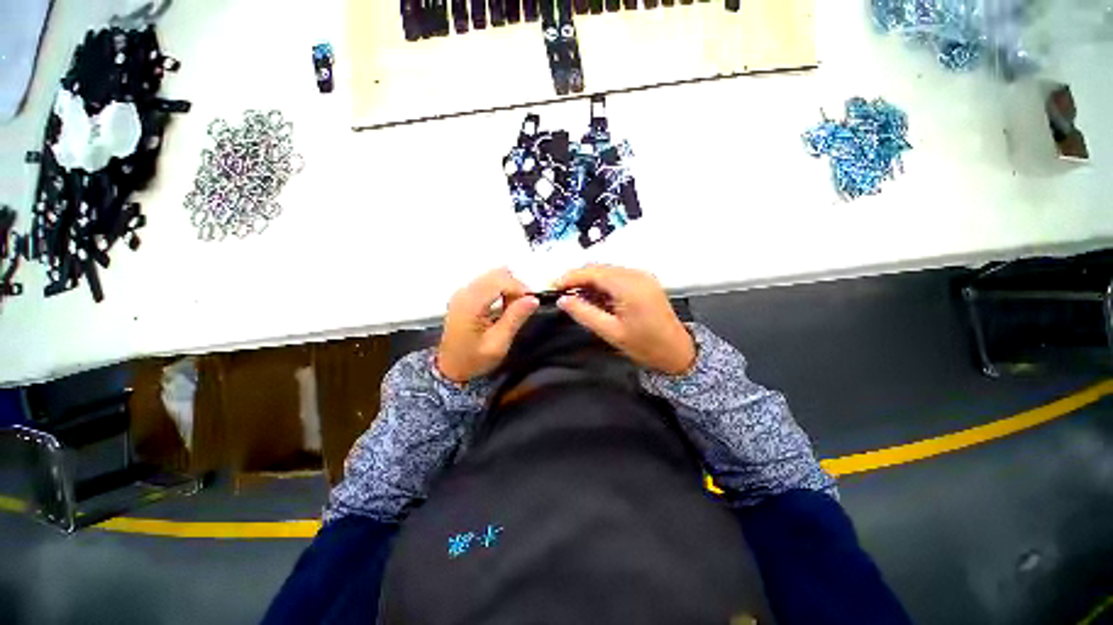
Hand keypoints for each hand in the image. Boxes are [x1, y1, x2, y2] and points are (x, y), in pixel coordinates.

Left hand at [436, 268, 539, 383]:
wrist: (450, 368)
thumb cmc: (474, 359)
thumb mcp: (498, 344)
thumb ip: (515, 319)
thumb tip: (533, 299)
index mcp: (470, 304)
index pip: (499, 281)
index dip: (519, 288)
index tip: (532, 302)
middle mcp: (464, 292)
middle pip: (496, 274)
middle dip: (515, 286)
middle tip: (523, 306)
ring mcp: (462, 291)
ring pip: (493, 276)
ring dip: (508, 287)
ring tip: (513, 307)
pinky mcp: (464, 294)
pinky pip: (487, 282)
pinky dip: (500, 289)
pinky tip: (503, 305)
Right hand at [555, 265, 695, 374]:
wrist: (677, 351)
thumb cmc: (644, 345)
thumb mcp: (611, 332)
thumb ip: (584, 313)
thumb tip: (562, 300)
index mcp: (628, 286)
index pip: (593, 272)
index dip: (571, 277)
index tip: (554, 286)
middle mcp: (636, 274)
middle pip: (599, 268)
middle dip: (579, 278)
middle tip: (562, 293)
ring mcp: (642, 276)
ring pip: (607, 271)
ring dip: (590, 281)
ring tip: (576, 297)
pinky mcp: (644, 281)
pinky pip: (617, 276)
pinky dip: (603, 284)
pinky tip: (595, 297)